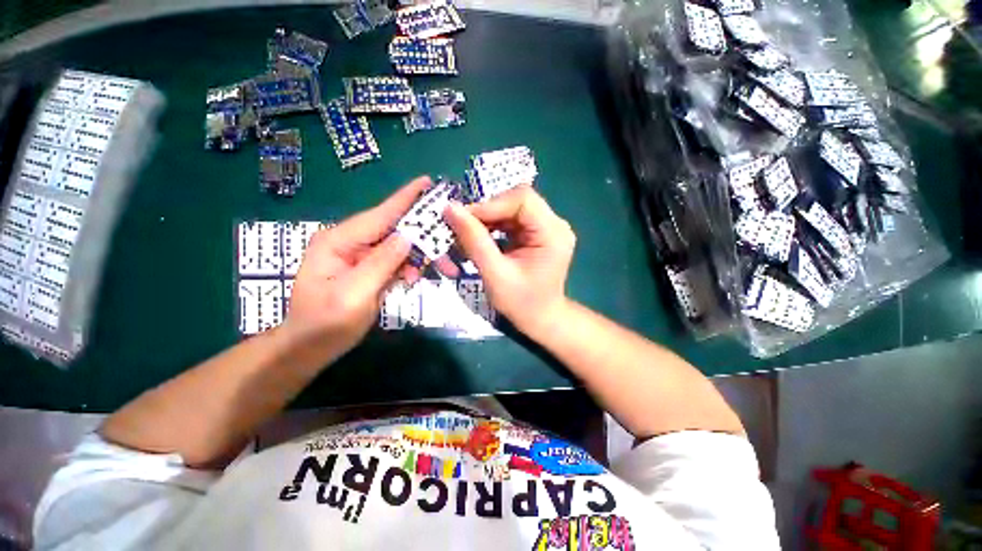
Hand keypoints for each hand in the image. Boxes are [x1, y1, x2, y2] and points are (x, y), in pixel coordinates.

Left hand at [279, 177, 427, 361]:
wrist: (310, 347)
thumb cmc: (325, 324)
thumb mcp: (354, 295)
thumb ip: (381, 263)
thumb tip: (407, 237)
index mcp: (339, 241)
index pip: (380, 215)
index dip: (405, 198)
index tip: (427, 182)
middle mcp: (351, 242)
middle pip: (394, 230)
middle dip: (424, 236)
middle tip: (450, 243)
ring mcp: (360, 255)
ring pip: (399, 247)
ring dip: (421, 256)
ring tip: (444, 268)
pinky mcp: (368, 268)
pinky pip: (396, 261)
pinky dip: (411, 267)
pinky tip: (416, 278)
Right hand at [444, 186, 575, 337]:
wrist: (541, 318)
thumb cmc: (522, 303)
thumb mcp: (495, 275)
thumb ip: (474, 242)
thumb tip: (450, 209)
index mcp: (553, 233)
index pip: (522, 199)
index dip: (490, 204)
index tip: (462, 217)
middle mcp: (554, 224)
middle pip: (517, 200)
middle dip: (486, 210)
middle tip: (461, 225)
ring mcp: (547, 227)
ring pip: (511, 207)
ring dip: (487, 217)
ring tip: (467, 232)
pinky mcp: (537, 233)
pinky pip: (512, 218)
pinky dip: (493, 225)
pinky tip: (480, 236)